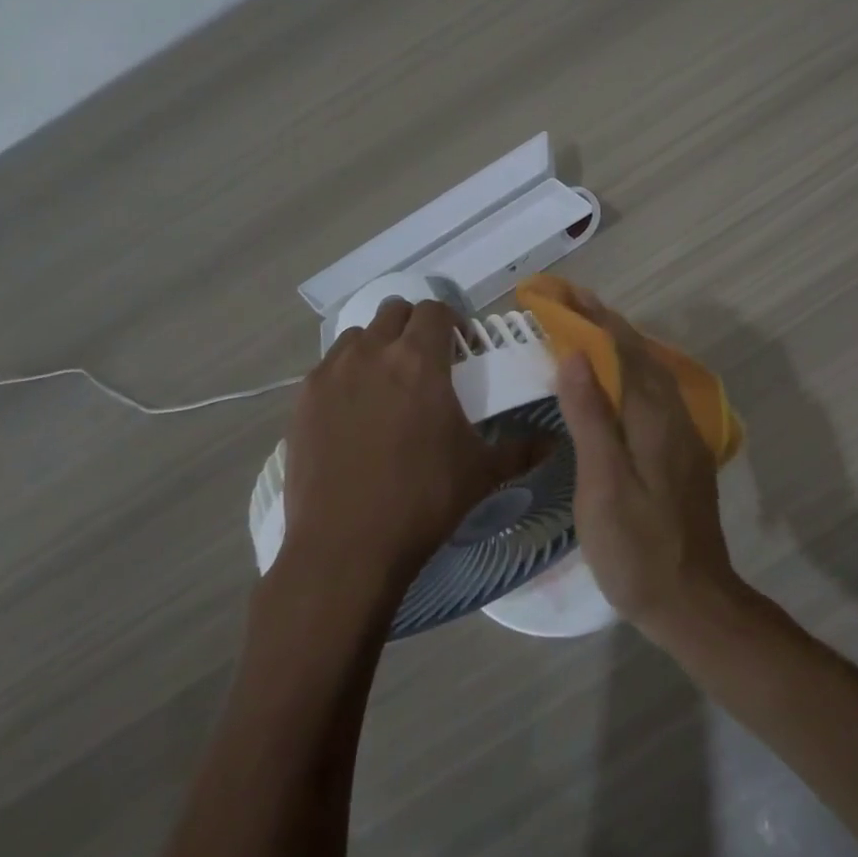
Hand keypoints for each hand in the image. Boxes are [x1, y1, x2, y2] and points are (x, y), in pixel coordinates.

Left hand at [277, 297, 543, 594]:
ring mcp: (331, 374)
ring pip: (357, 337)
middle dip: (413, 327)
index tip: (460, 348)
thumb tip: (555, 442)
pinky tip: (354, 412)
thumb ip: (521, 450)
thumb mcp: (481, 473)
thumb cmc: (423, 500)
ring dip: (377, 347)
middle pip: (393, 311)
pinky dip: (345, 375)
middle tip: (426, 361)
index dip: (452, 321)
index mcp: (420, 360)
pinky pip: (327, 367)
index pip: (435, 309)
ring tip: (387, 384)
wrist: (345, 547)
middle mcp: (373, 353)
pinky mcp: (302, 401)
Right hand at [553, 294, 741, 639]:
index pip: (620, 347)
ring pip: (649, 370)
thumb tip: (576, 354)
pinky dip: (630, 368)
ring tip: (588, 325)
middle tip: (569, 299)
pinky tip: (618, 379)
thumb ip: (591, 417)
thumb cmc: (637, 547)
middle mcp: (672, 412)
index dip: (590, 316)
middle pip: (638, 352)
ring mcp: (682, 432)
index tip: (560, 291)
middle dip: (604, 321)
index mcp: (652, 415)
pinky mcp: (682, 450)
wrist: (692, 598)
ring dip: (619, 341)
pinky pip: (654, 391)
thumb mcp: (603, 484)